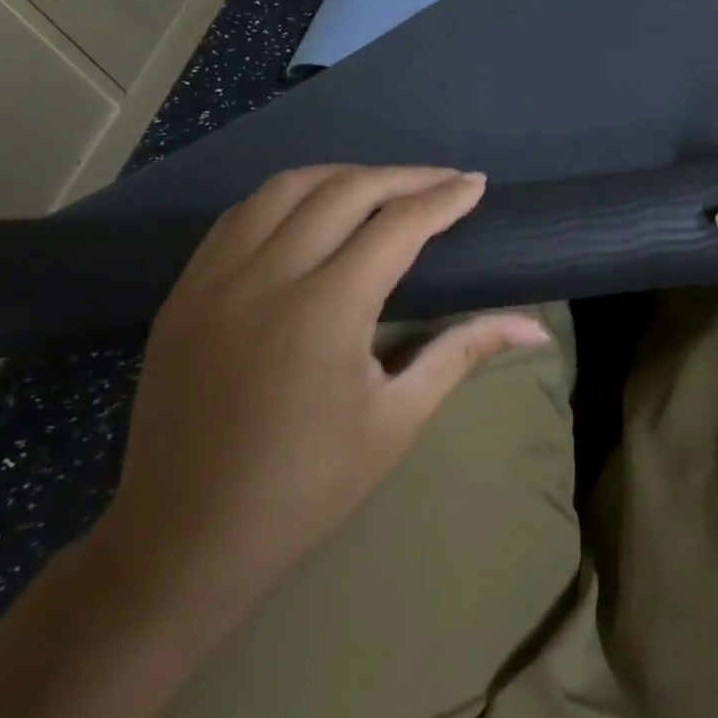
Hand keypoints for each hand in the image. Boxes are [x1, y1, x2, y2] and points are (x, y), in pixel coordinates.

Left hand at [99, 166, 549, 603]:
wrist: (182, 542)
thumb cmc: (306, 488)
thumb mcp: (398, 420)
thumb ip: (463, 352)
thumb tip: (535, 326)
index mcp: (326, 311)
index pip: (398, 225)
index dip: (444, 199)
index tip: (476, 184)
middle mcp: (267, 277)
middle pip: (346, 190)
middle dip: (404, 176)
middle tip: (444, 180)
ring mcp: (214, 280)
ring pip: (286, 188)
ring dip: (344, 175)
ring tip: (385, 186)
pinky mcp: (183, 293)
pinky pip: (240, 215)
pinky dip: (288, 197)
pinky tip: (313, 211)